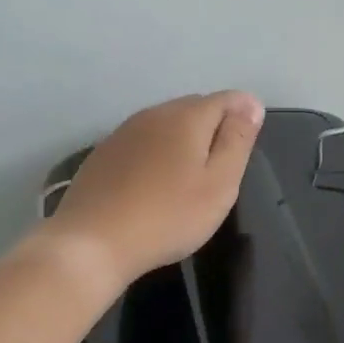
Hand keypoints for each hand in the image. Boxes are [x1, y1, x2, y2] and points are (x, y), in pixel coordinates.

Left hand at [47, 92, 263, 286]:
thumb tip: (251, 104)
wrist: (93, 243)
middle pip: (195, 108)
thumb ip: (237, 141)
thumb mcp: (219, 184)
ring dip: (184, 141)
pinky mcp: (104, 153)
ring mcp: (124, 132)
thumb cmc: (168, 216)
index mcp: (187, 117)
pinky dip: (157, 154)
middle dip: (214, 128)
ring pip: (166, 124)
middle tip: (222, 169)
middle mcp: (154, 113)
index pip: (227, 99)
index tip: (246, 147)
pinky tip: (155, 185)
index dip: (244, 116)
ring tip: (190, 178)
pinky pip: (143, 142)